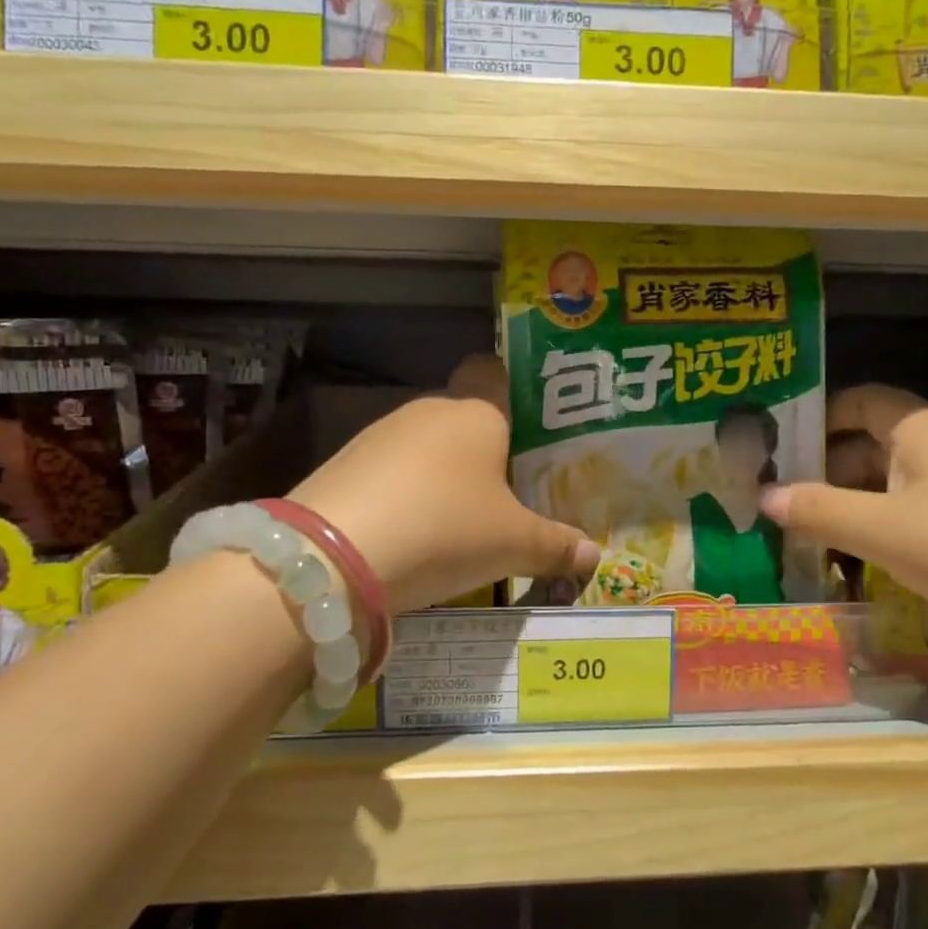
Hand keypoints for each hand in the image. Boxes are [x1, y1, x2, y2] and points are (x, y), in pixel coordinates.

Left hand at [288, 356, 599, 615]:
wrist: (333, 555)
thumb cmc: (446, 529)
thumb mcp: (513, 544)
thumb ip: (556, 545)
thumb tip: (594, 553)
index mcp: (476, 413)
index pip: (494, 373)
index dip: (513, 390)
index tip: (529, 427)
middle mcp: (428, 411)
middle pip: (464, 417)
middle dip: (484, 450)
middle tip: (508, 492)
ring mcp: (380, 434)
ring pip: (425, 445)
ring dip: (441, 474)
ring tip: (459, 521)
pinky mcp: (344, 463)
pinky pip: (390, 470)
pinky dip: (404, 493)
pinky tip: (411, 532)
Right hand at [760, 385, 927, 632]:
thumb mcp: (882, 529)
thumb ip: (820, 510)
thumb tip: (765, 496)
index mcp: (920, 429)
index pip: (859, 400)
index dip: (819, 416)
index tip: (780, 447)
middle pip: (873, 444)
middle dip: (828, 469)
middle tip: (785, 500)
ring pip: (897, 485)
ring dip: (857, 504)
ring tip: (815, 534)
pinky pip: (923, 515)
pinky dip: (890, 530)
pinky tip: (869, 562)